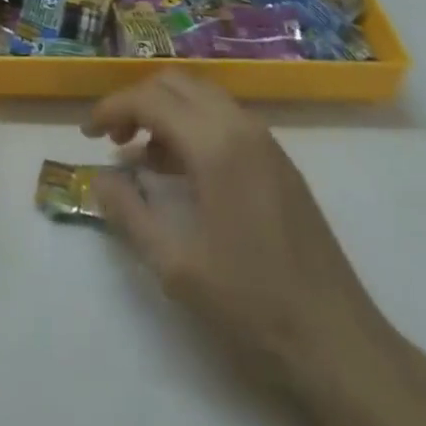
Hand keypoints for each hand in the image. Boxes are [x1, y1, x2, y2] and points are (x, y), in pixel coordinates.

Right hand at [85, 73, 425, 425]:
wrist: (339, 342)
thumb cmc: (253, 305)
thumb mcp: (176, 268)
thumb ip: (130, 214)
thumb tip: (98, 177)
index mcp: (214, 144)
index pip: (150, 99)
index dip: (111, 108)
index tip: (87, 133)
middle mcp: (240, 125)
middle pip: (175, 83)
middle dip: (137, 101)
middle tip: (112, 139)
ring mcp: (264, 139)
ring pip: (202, 96)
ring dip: (166, 111)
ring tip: (142, 154)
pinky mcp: (278, 159)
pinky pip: (224, 117)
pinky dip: (193, 124)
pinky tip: (182, 170)